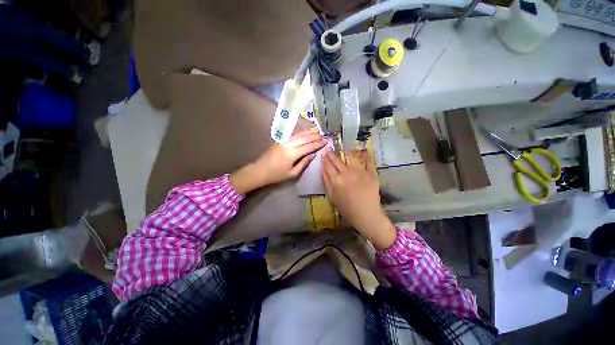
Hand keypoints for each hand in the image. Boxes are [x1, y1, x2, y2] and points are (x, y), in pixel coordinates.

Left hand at [231, 128, 325, 193]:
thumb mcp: (292, 173)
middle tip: (324, 135)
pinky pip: (293, 135)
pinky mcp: (280, 140)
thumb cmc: (276, 175)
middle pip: (304, 138)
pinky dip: (301, 132)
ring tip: (318, 130)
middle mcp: (288, 145)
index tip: (326, 141)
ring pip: (299, 134)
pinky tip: (306, 132)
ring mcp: (283, 141)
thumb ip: (304, 163)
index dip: (317, 144)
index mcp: (291, 154)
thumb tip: (313, 154)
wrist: (259, 170)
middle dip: (315, 136)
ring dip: (309, 132)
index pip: (308, 146)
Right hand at [321, 149, 396, 249]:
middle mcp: (347, 173)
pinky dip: (365, 155)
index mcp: (336, 180)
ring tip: (345, 150)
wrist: (365, 214)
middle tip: (330, 149)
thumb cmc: (346, 207)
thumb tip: (322, 168)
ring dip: (347, 151)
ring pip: (352, 156)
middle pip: (337, 159)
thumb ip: (325, 181)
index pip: (328, 165)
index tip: (324, 154)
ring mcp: (360, 171)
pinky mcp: (371, 173)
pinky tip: (362, 152)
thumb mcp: (331, 196)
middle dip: (332, 153)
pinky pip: (369, 161)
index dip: (325, 158)